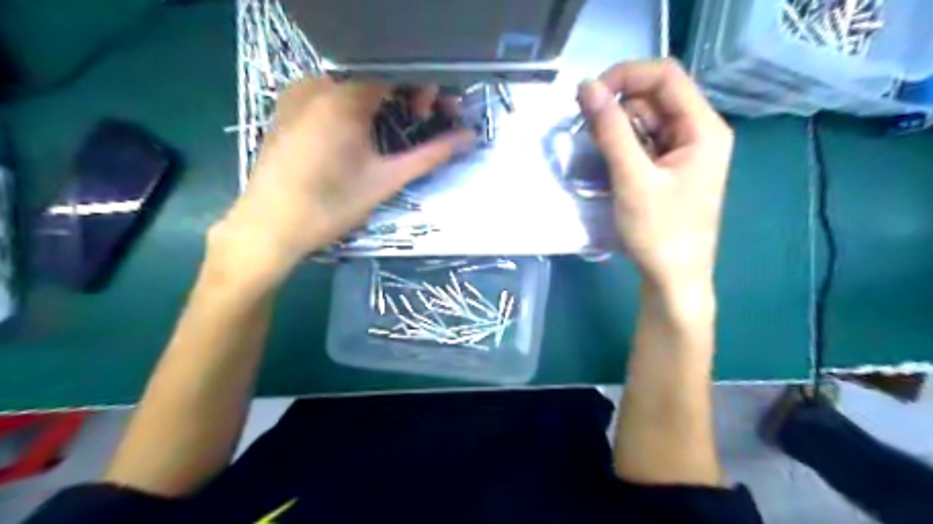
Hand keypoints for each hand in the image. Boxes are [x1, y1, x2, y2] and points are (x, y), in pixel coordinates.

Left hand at [213, 74, 473, 282]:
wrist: (269, 227)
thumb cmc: (331, 206)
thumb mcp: (387, 180)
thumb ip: (431, 155)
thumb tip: (469, 139)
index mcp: (344, 96)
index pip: (396, 70)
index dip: (423, 87)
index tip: (433, 116)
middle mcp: (317, 82)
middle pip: (375, 74)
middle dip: (406, 92)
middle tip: (419, 121)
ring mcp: (297, 92)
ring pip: (353, 82)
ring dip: (382, 99)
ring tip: (391, 130)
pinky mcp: (286, 107)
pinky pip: (330, 92)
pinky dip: (356, 104)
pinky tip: (360, 133)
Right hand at [581, 59, 732, 292]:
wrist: (674, 279)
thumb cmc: (660, 232)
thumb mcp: (632, 179)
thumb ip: (610, 130)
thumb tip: (586, 87)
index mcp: (704, 128)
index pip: (666, 76)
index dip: (626, 75)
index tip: (589, 95)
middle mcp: (698, 133)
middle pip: (655, 97)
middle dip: (618, 107)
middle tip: (587, 130)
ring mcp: (684, 152)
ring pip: (646, 121)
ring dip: (617, 130)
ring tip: (597, 155)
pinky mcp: (670, 170)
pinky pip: (644, 144)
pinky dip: (623, 147)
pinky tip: (609, 165)